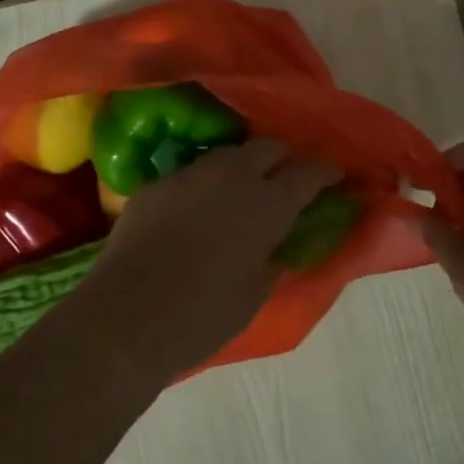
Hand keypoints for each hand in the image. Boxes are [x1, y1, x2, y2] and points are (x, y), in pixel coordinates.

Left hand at [74, 140, 340, 382]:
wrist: (127, 316)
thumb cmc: (203, 316)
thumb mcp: (254, 294)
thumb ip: (273, 259)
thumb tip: (279, 244)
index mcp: (267, 204)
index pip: (309, 172)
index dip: (326, 172)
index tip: (335, 176)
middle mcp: (233, 176)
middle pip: (269, 147)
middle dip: (284, 158)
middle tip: (287, 180)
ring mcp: (191, 174)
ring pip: (228, 154)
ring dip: (244, 166)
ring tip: (242, 189)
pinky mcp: (157, 183)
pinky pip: (192, 174)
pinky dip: (205, 185)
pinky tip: (197, 209)